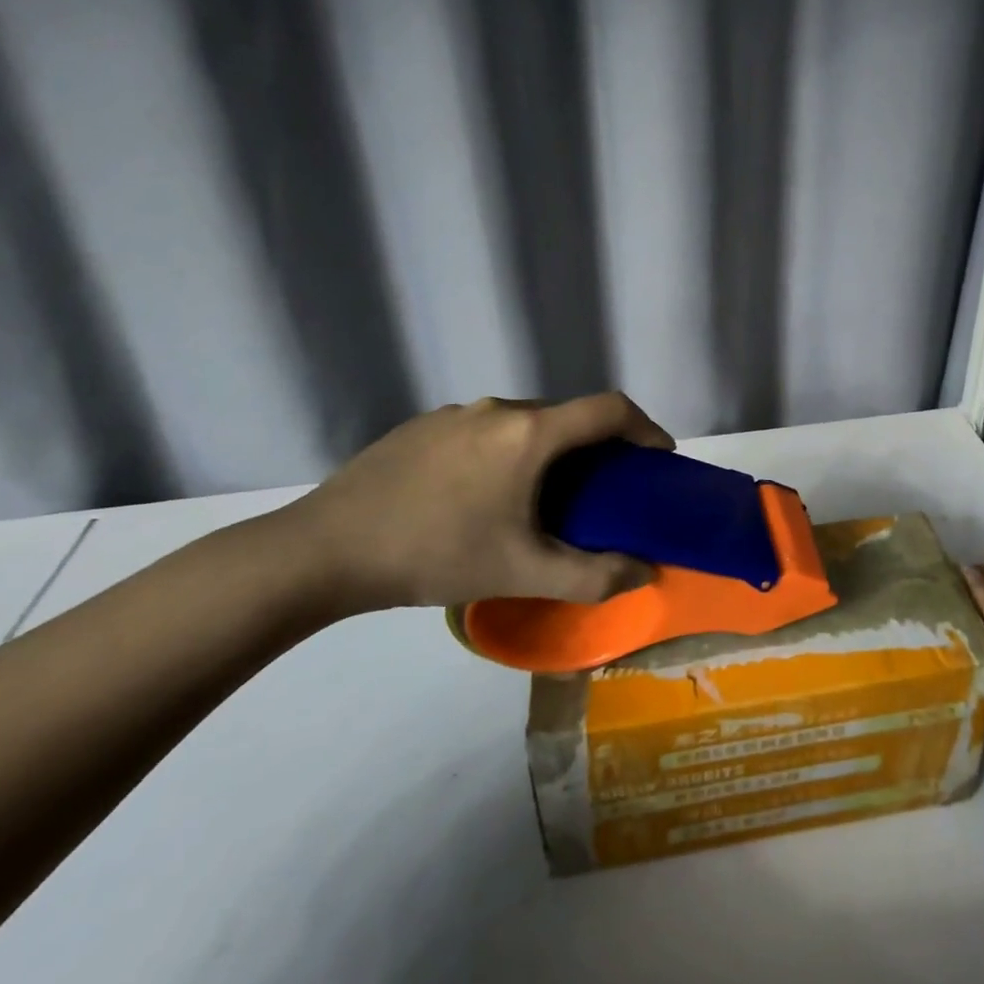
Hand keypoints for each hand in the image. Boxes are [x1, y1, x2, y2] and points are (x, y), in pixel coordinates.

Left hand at [277, 392, 673, 613]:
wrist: (324, 550)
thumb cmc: (434, 553)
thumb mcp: (522, 573)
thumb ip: (593, 576)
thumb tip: (645, 571)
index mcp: (529, 432)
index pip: (609, 409)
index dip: (645, 428)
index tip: (659, 458)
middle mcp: (497, 407)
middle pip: (567, 415)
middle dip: (597, 447)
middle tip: (604, 491)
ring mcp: (455, 412)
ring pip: (524, 422)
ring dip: (550, 450)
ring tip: (544, 497)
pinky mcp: (423, 426)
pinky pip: (486, 429)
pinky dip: (509, 451)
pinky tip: (483, 497)